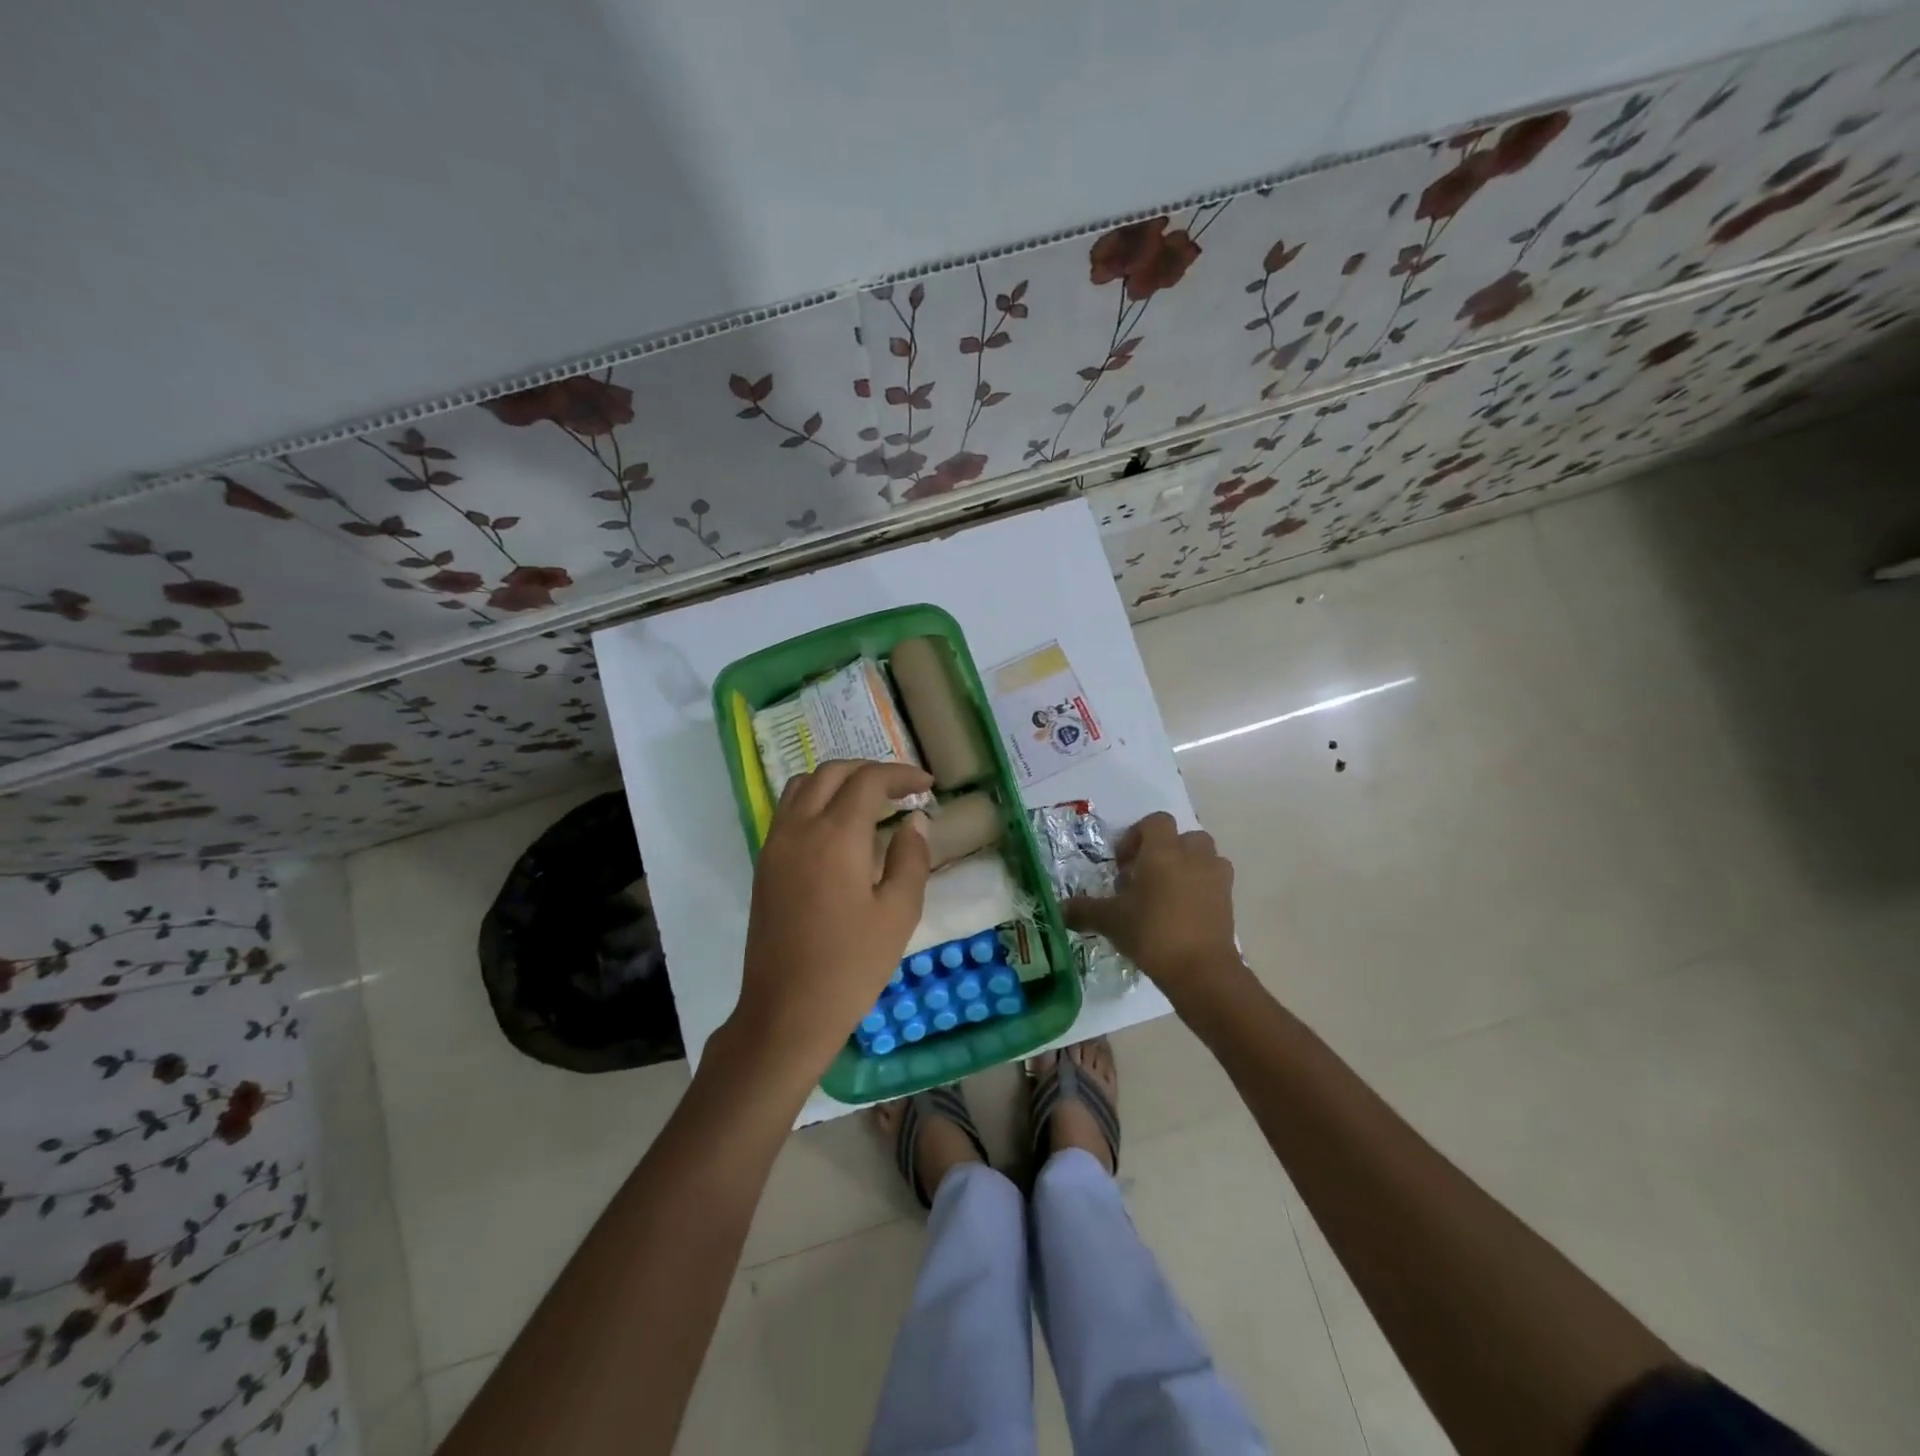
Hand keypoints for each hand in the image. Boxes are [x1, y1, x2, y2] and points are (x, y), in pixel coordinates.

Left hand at [734, 760, 933, 1082]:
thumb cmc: (851, 965)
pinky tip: (838, 827)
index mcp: (836, 835)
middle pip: (833, 772)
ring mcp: (776, 844)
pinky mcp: (764, 863)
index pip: (869, 780)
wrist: (787, 1011)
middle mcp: (800, 827)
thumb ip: (911, 858)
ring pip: (803, 784)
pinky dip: (816, 799)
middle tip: (902, 789)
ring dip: (838, 780)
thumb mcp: (899, 913)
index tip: (927, 785)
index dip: (901, 774)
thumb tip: (914, 822)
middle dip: (870, 770)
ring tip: (869, 801)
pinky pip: (788, 809)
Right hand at [1063, 812, 1242, 1003]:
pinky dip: (1201, 890)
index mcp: (1163, 851)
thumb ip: (1084, 910)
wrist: (1201, 970)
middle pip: (1183, 837)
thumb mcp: (1110, 920)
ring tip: (1166, 895)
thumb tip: (1060, 909)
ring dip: (1187, 868)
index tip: (1123, 864)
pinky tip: (1182, 915)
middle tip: (1144, 878)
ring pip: (1204, 858)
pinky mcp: (1229, 902)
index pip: (1155, 822)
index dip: (1137, 836)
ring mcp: (1216, 878)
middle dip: (1165, 852)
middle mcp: (1193, 856)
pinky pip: (1214, 883)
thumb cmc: (1152, 932)